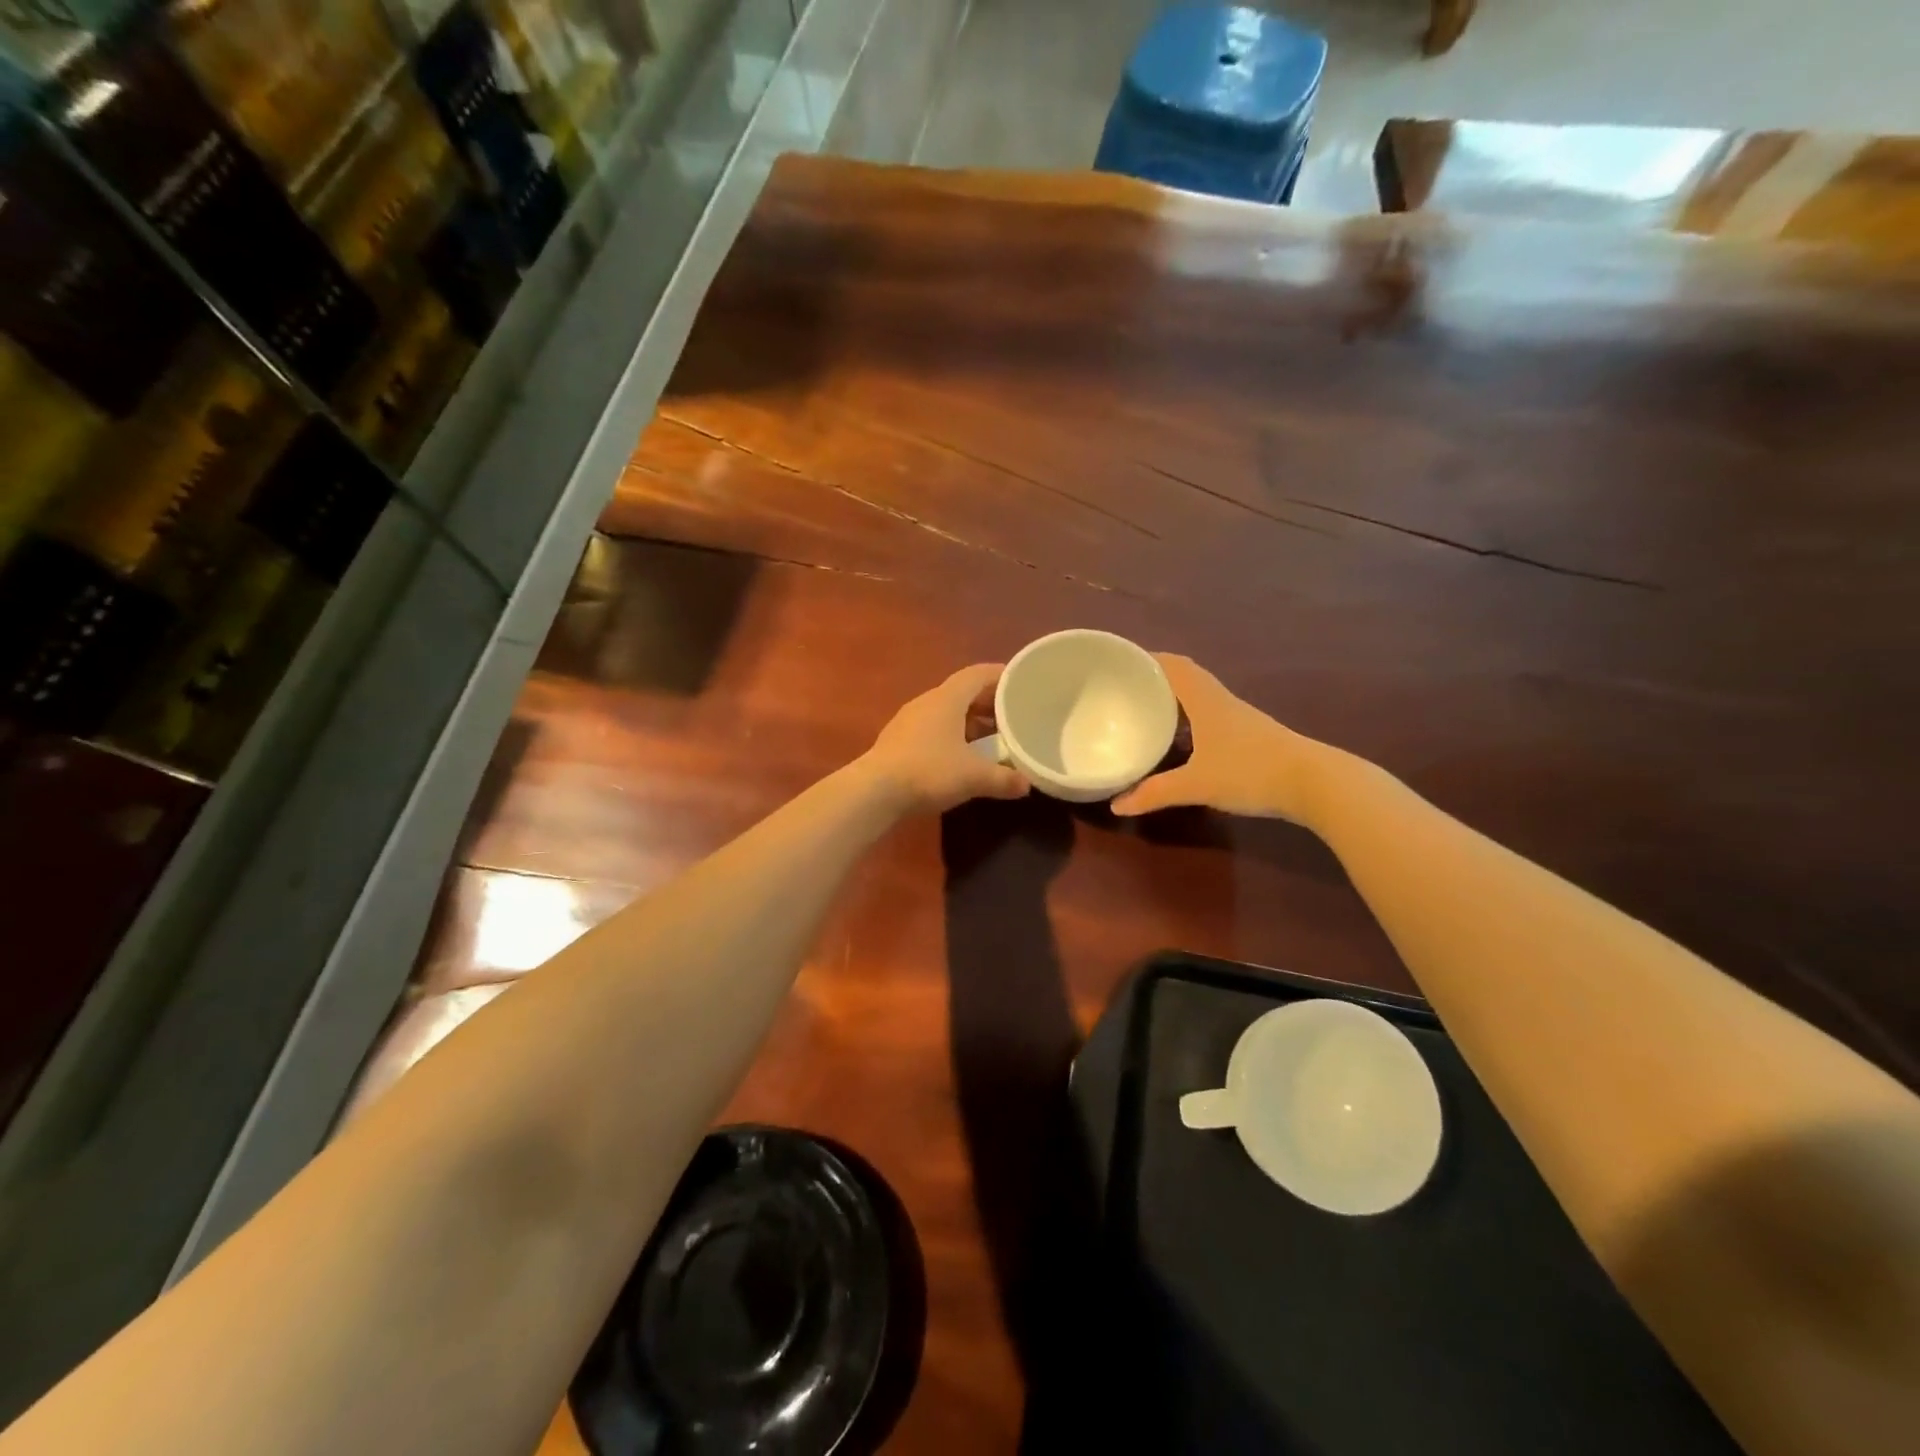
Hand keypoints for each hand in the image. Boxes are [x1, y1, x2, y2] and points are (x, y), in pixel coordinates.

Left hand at [861, 664, 1030, 814]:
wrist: (875, 791)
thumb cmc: (929, 771)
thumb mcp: (974, 777)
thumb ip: (1004, 779)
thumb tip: (1026, 785)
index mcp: (947, 699)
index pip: (978, 674)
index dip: (1001, 675)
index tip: (1021, 682)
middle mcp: (927, 702)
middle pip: (963, 693)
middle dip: (989, 703)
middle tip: (1013, 716)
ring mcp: (909, 721)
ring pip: (947, 713)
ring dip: (971, 722)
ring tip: (992, 739)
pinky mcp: (899, 741)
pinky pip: (934, 729)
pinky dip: (953, 736)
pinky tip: (962, 757)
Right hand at [1110, 654, 1332, 823]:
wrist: (1313, 783)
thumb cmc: (1250, 772)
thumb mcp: (1196, 785)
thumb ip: (1155, 793)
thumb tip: (1117, 805)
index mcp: (1205, 700)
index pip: (1173, 666)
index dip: (1147, 659)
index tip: (1120, 662)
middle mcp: (1220, 701)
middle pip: (1184, 677)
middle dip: (1155, 678)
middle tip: (1124, 688)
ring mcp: (1237, 717)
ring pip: (1198, 696)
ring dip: (1173, 697)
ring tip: (1144, 710)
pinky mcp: (1248, 735)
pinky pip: (1208, 715)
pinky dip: (1188, 718)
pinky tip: (1179, 739)